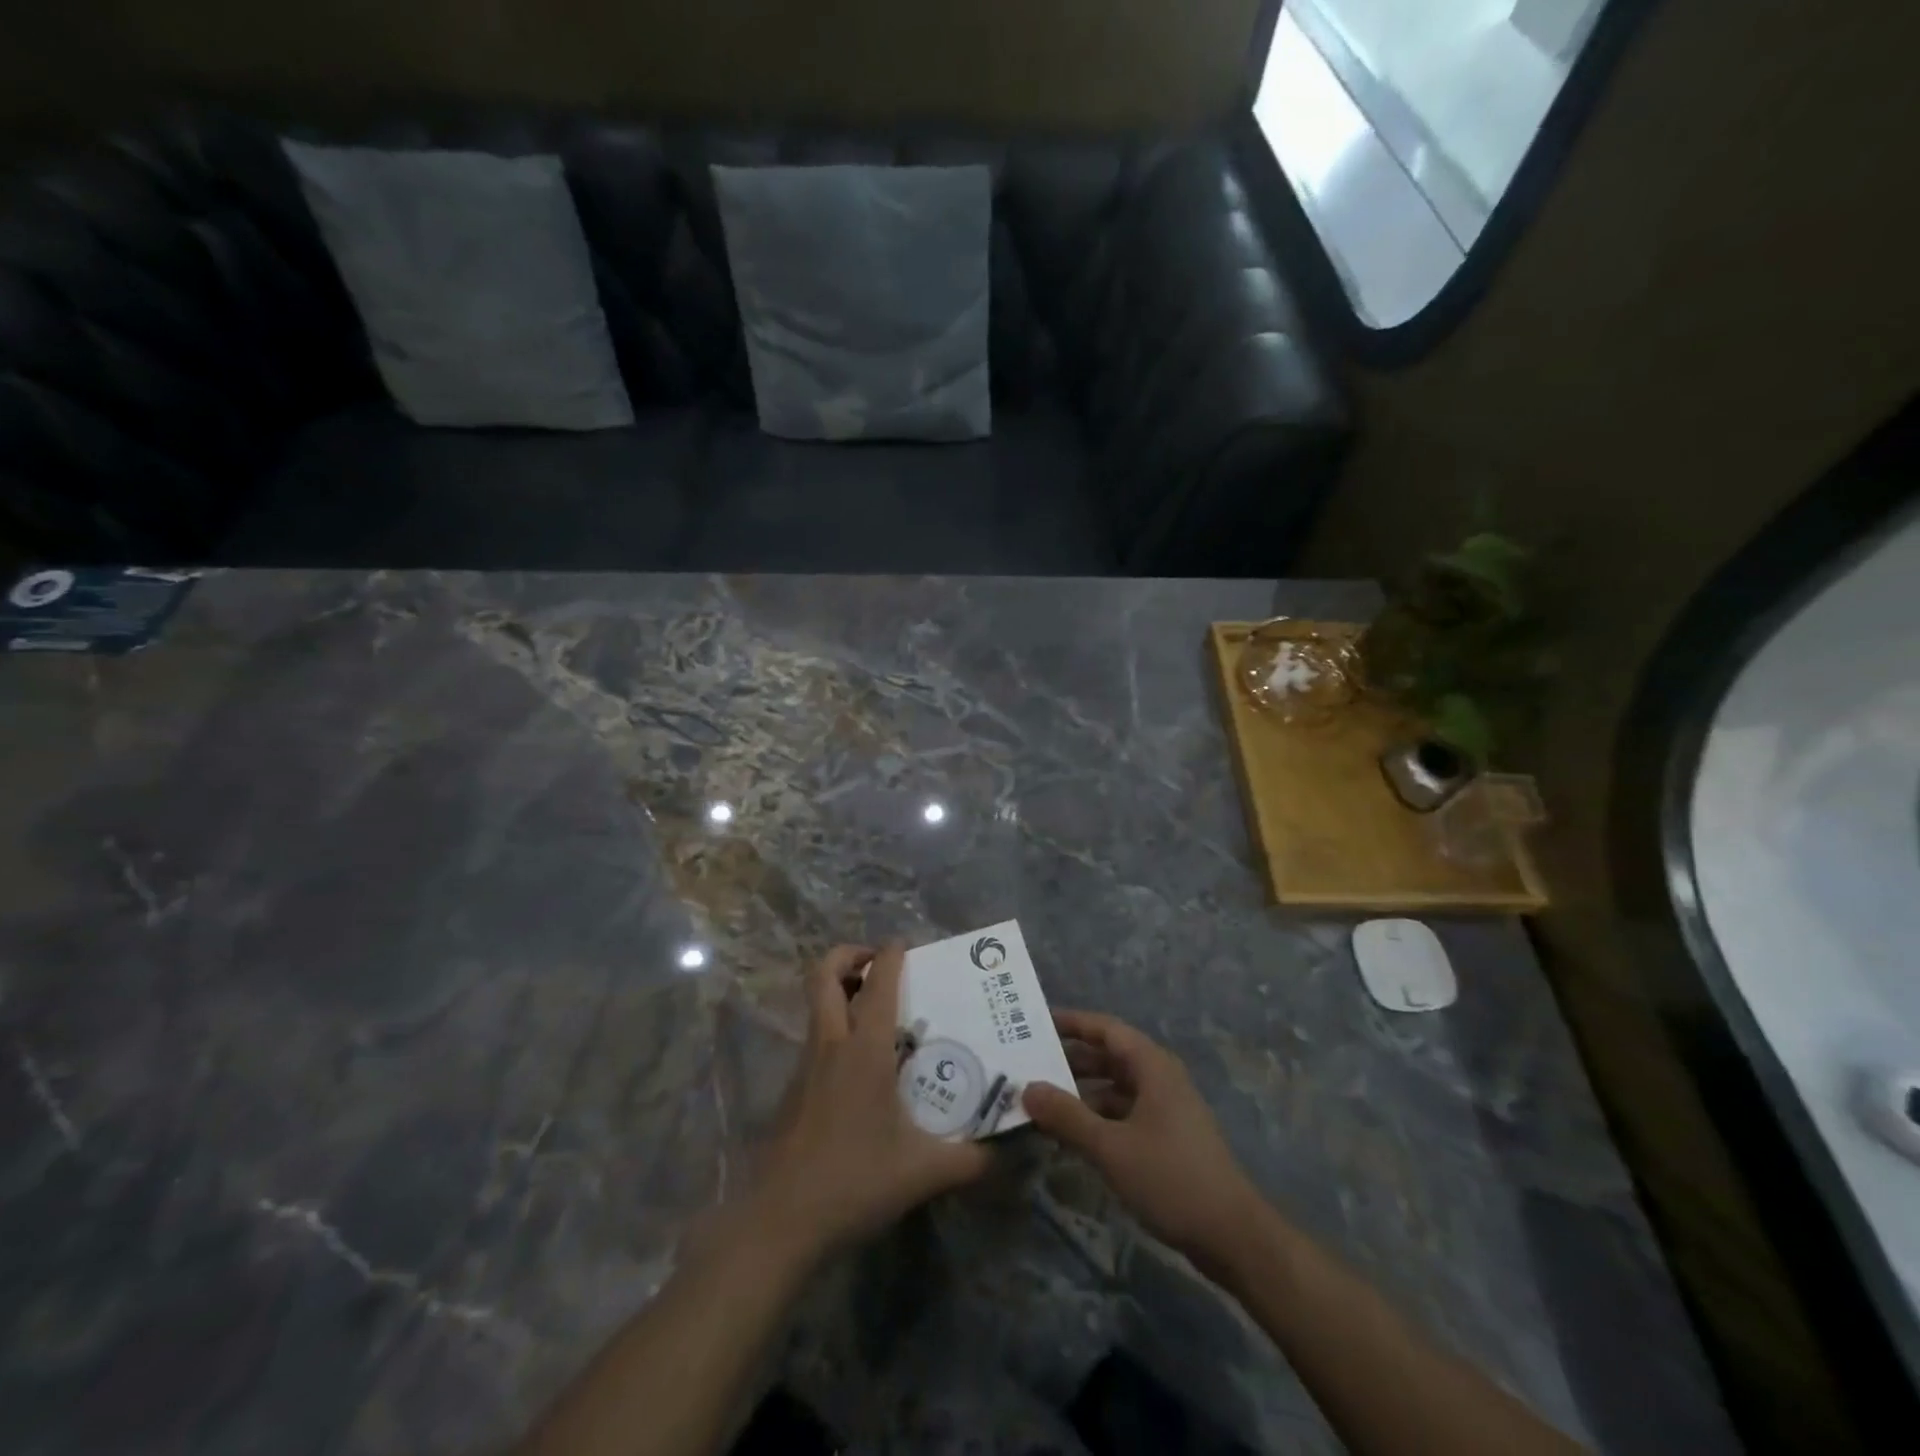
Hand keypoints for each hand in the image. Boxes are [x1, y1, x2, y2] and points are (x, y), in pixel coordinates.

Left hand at [751, 943, 991, 1261]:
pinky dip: (834, 1029)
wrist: (780, 1222)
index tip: (905, 944)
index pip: (877, 983)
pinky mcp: (792, 1090)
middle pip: (822, 974)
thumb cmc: (854, 1181)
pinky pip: (815, 1039)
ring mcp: (805, 1066)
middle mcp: (830, 1045)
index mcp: (864, 1049)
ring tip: (875, 1011)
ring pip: (815, 1005)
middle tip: (876, 963)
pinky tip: (861, 1068)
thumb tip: (1008, 1153)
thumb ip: (971, 1160)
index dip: (890, 955)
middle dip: (847, 955)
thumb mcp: (924, 1172)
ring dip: (839, 991)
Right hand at [1023, 1009, 1259, 1261]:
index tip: (1035, 1023)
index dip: (1071, 1023)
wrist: (1233, 1236)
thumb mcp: (1111, 1147)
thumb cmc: (1171, 1179)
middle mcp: (1160, 1078)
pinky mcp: (1168, 1137)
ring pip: (1115, 1087)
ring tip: (1042, 1101)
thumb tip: (1027, 1089)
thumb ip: (1067, 1116)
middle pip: (1109, 1056)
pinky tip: (1072, 1136)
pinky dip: (1098, 1117)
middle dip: (1070, 1060)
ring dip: (1081, 1092)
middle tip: (1029, 1064)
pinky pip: (1124, 1113)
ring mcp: (1166, 1109)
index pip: (1105, 1029)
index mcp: (1152, 1066)